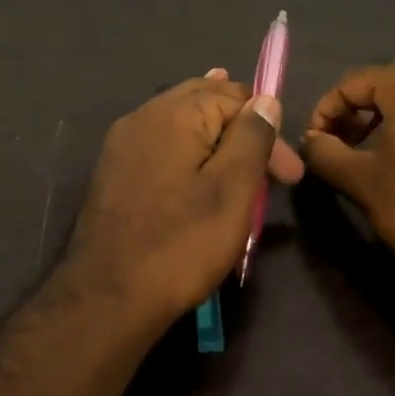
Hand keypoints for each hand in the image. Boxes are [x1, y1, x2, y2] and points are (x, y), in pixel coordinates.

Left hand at [62, 70, 304, 334]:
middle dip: (241, 127)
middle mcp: (143, 116)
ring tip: (240, 152)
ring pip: (180, 121)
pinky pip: (161, 144)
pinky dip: (188, 150)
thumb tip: (265, 100)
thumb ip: (251, 138)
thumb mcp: (232, 191)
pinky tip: (199, 165)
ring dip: (215, 137)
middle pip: (203, 100)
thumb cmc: (180, 245)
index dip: (268, 129)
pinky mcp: (114, 171)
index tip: (287, 175)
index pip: (236, 97)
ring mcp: (122, 143)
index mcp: (174, 114)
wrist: (107, 298)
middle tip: (269, 166)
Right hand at [301, 56, 394, 291]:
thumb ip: (326, 153)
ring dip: (390, 114)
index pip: (353, 82)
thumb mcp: (361, 180)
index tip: (315, 143)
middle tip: (345, 140)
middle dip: (360, 107)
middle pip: (388, 79)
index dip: (325, 111)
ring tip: (374, 151)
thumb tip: (309, 140)